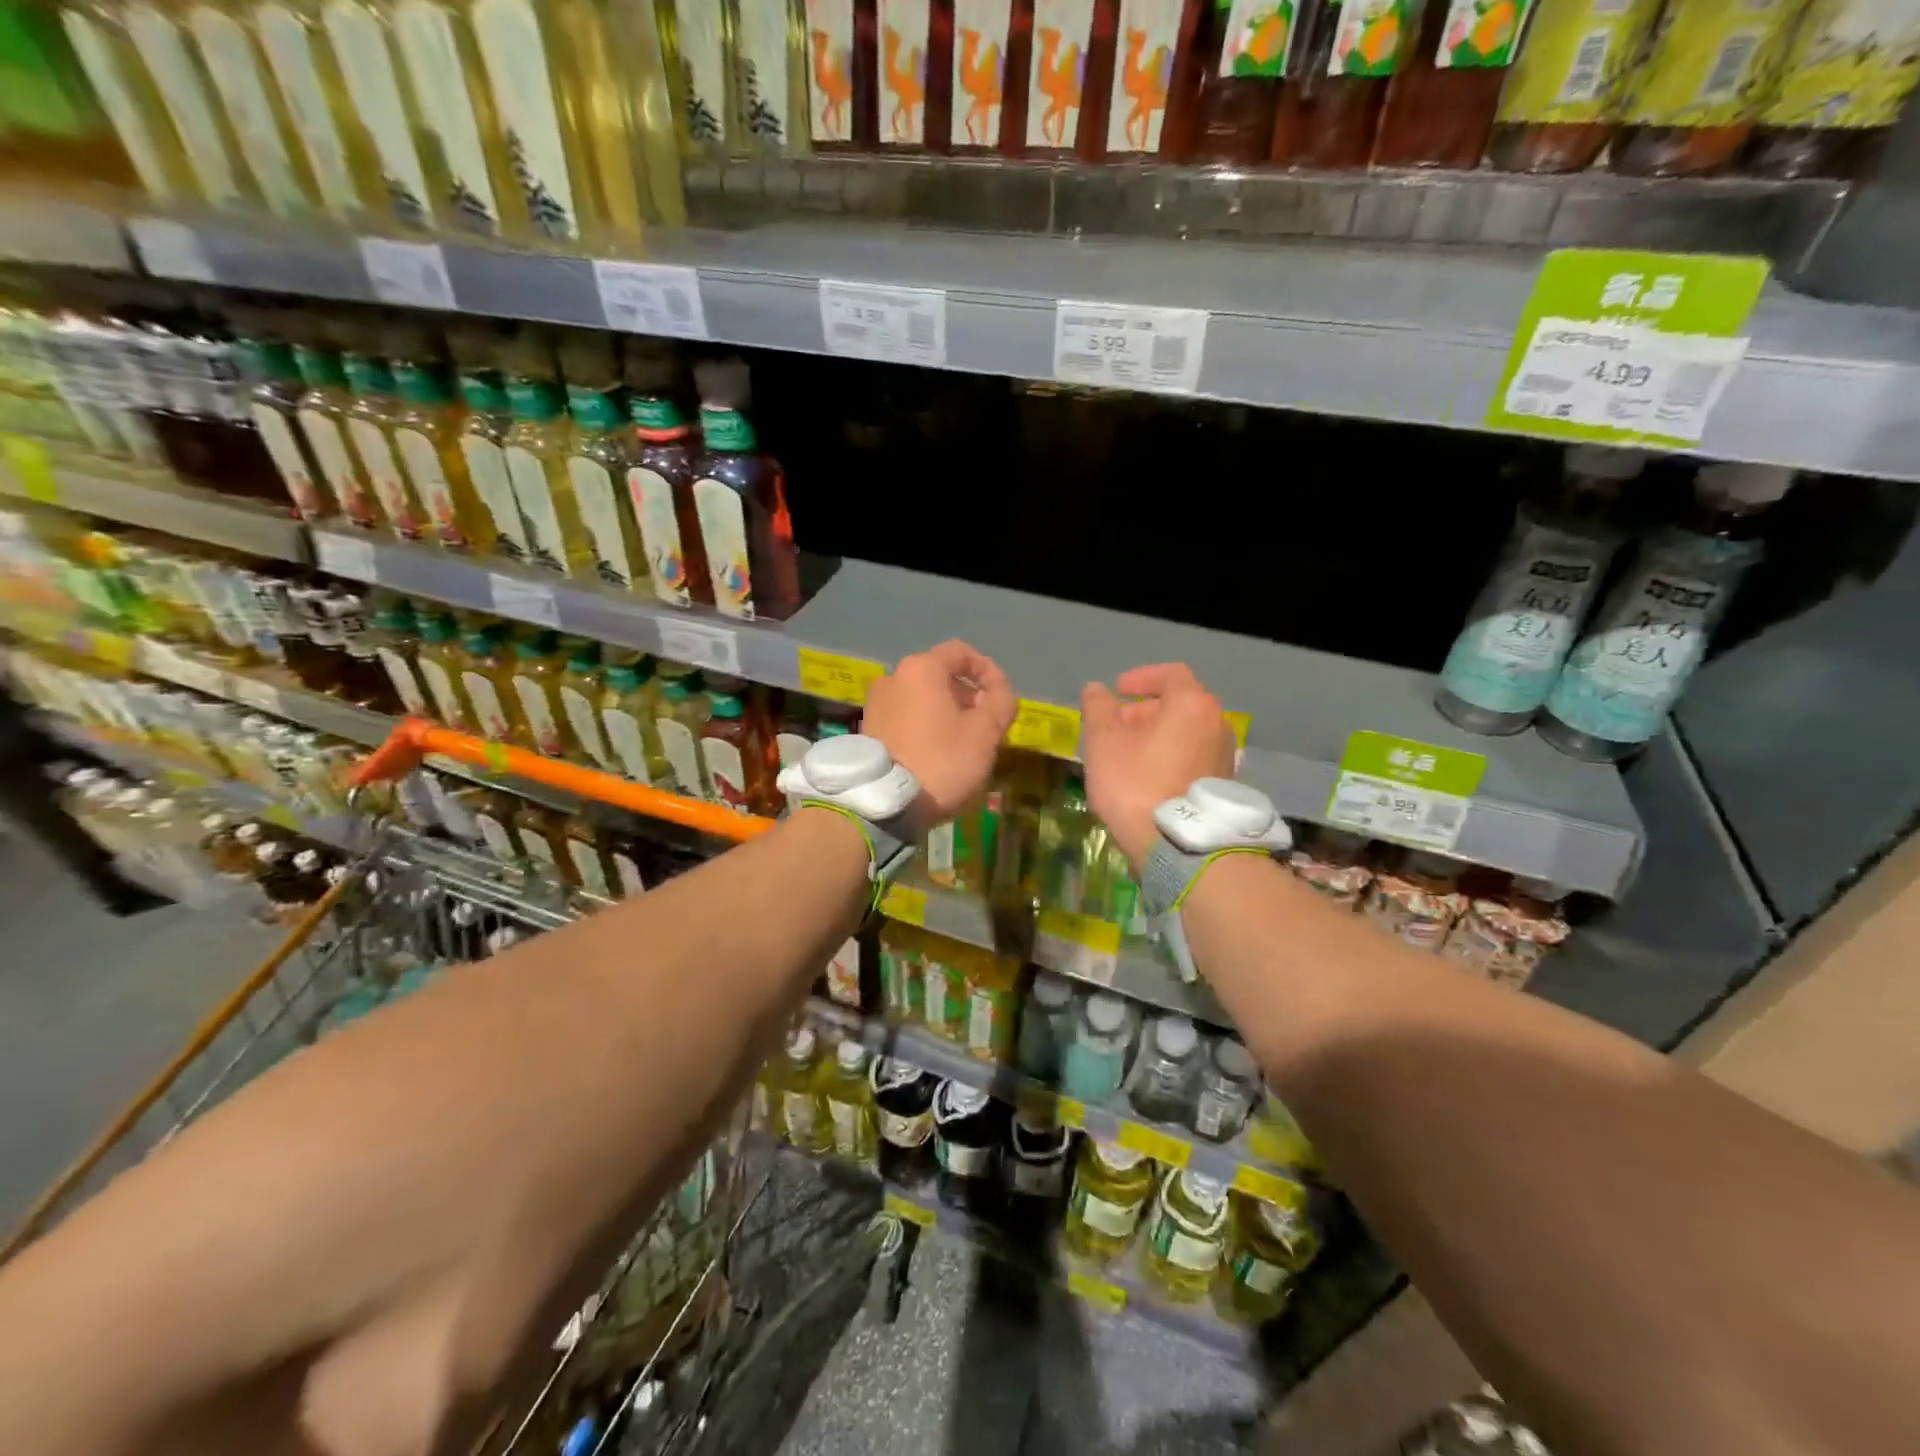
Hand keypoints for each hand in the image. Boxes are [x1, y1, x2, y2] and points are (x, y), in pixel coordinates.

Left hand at [862, 641, 1016, 827]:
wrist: (884, 803)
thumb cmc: (942, 760)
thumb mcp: (986, 732)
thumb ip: (1001, 702)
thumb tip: (999, 691)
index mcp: (921, 668)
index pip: (961, 653)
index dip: (987, 670)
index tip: (1001, 697)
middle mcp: (893, 677)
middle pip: (940, 675)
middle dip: (967, 695)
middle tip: (986, 725)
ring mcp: (876, 703)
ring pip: (922, 697)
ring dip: (947, 712)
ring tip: (964, 742)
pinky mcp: (868, 728)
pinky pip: (905, 716)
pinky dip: (925, 725)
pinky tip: (937, 752)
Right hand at [1081, 664, 1235, 869]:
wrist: (1179, 846)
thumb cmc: (1136, 784)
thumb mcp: (1104, 742)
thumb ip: (1098, 708)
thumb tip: (1097, 689)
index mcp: (1192, 704)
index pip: (1170, 674)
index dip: (1140, 678)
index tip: (1117, 691)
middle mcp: (1217, 724)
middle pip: (1179, 704)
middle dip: (1143, 712)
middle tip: (1115, 729)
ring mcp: (1225, 756)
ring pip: (1186, 733)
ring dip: (1156, 736)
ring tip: (1126, 757)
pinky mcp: (1223, 785)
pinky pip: (1193, 757)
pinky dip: (1170, 757)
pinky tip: (1147, 780)